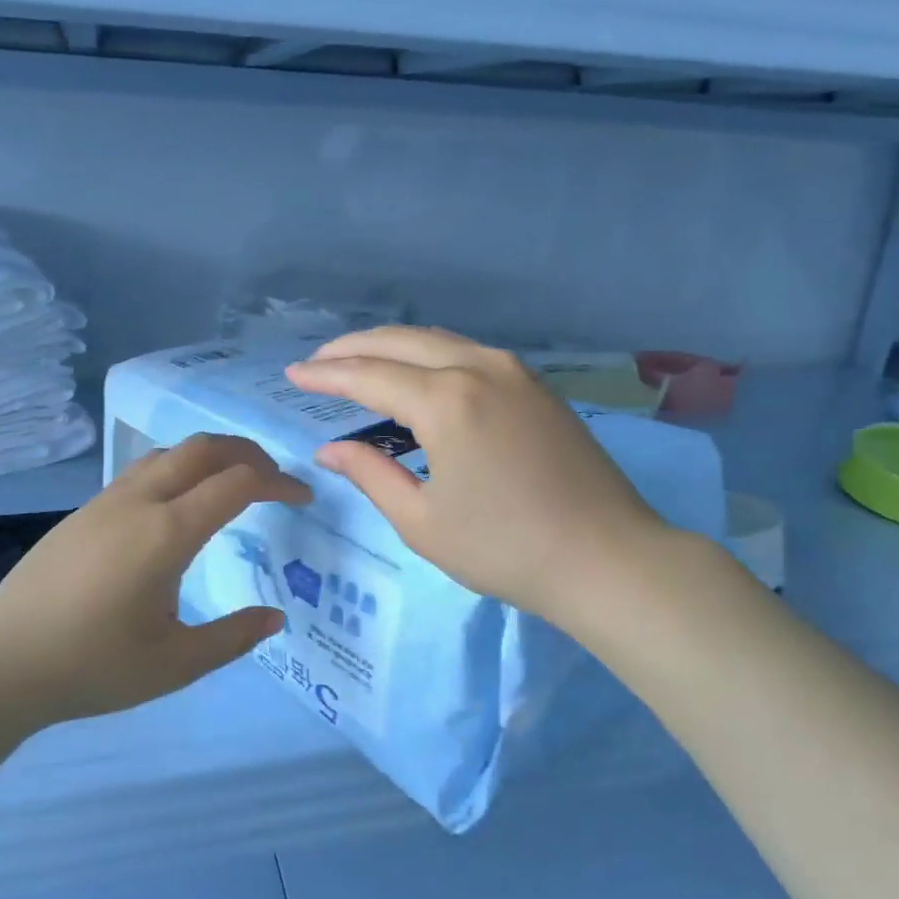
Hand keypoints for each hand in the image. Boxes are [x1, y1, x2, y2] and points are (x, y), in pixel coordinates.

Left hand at [0, 434, 310, 732]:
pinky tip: (180, 507)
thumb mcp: (175, 664)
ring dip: (211, 457)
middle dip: (249, 454)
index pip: (239, 483)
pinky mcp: (84, 511)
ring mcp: (106, 501)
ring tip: (233, 486)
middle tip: (275, 480)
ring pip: (169, 453)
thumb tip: (275, 616)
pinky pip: (143, 470)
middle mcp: (139, 501)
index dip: (279, 483)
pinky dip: (179, 470)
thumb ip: (233, 637)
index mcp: (167, 532)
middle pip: (204, 448)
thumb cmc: (92, 667)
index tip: (303, 499)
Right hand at [286, 327, 669, 628]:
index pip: (368, 376)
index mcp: (446, 401)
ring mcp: (514, 372)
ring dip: (393, 346)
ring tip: (359, 362)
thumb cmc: (505, 549)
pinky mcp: (536, 386)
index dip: (326, 376)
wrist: (607, 558)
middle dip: (353, 348)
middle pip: (401, 342)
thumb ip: (370, 474)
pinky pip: (468, 353)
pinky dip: (430, 355)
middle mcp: (478, 369)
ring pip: (438, 340)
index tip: (291, 375)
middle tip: (318, 362)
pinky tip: (417, 374)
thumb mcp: (422, 521)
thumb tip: (330, 449)